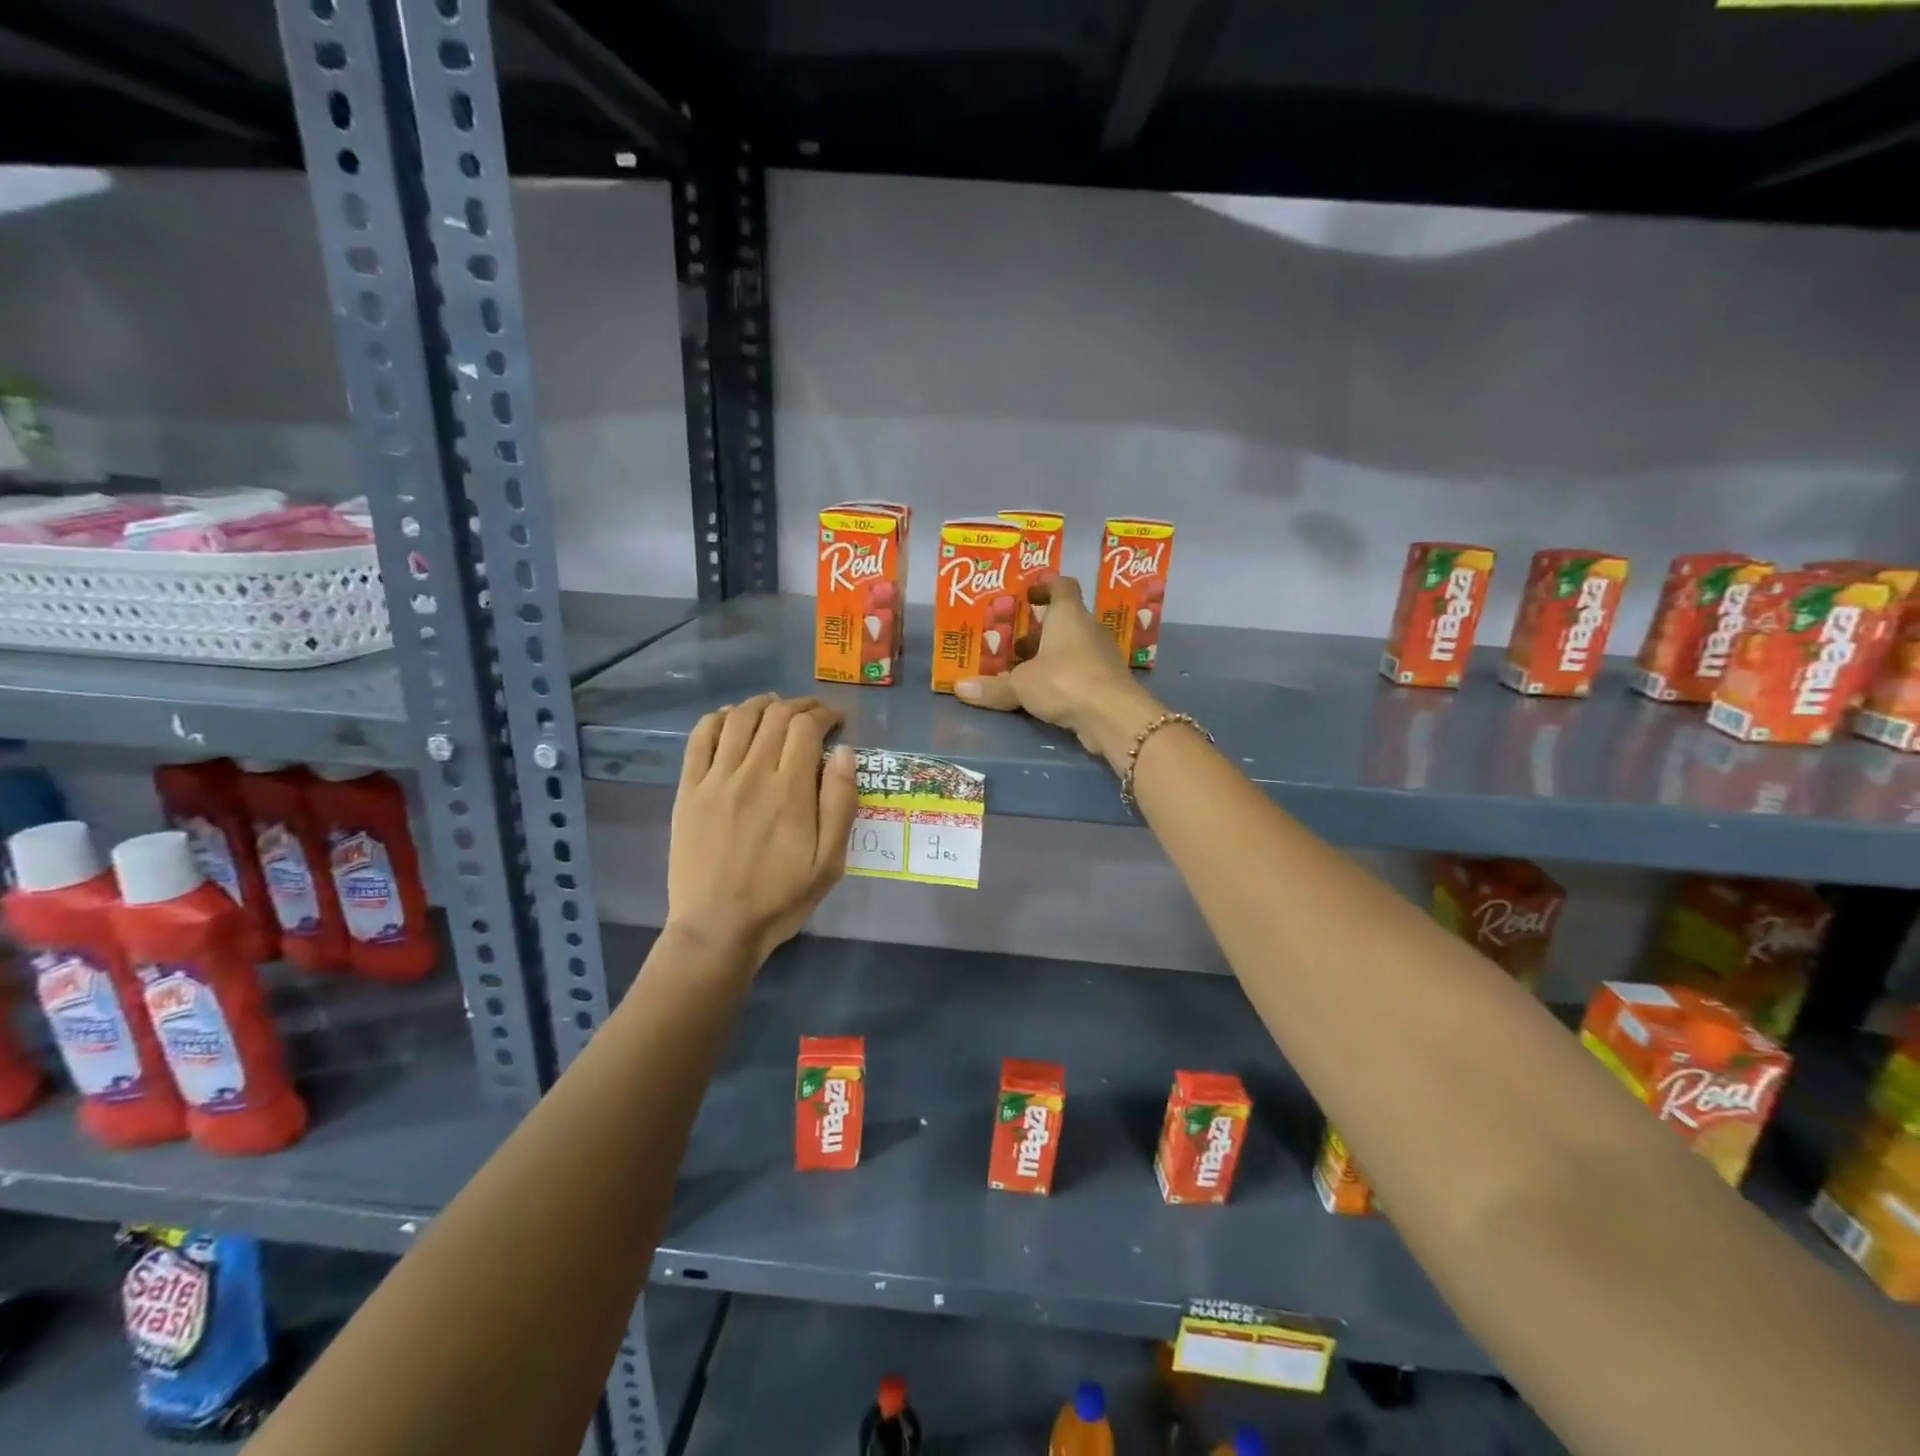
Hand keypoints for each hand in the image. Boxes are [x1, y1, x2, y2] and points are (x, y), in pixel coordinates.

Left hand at [666, 695, 859, 966]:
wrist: (717, 927)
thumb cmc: (781, 898)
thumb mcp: (829, 862)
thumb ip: (840, 803)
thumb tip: (844, 752)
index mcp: (790, 791)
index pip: (806, 727)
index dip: (825, 714)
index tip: (837, 720)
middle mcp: (752, 774)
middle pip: (775, 716)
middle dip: (799, 705)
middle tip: (813, 713)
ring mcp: (715, 779)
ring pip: (738, 718)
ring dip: (761, 704)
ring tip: (776, 707)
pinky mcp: (689, 790)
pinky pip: (700, 738)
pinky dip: (718, 718)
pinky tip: (731, 719)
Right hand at [954, 577, 1162, 770]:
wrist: (1112, 714)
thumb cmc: (1064, 680)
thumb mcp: (1021, 684)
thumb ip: (993, 686)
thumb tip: (960, 689)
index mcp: (1069, 615)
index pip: (1063, 586)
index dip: (1046, 586)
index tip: (1028, 595)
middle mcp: (1089, 629)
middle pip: (1066, 620)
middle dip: (1041, 629)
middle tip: (1014, 641)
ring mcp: (1103, 655)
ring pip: (1074, 647)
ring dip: (1053, 656)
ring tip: (1025, 670)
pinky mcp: (1109, 681)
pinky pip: (1082, 672)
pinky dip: (1065, 678)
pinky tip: (1046, 693)